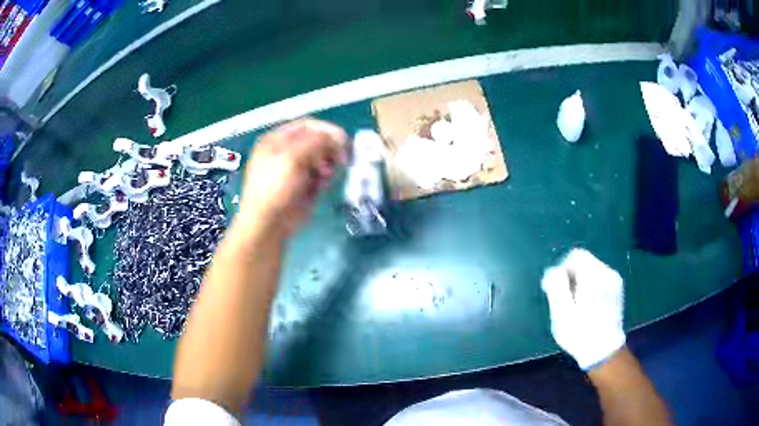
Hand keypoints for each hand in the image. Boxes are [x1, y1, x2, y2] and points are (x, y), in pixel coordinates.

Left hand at [237, 119, 346, 236]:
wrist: (268, 224)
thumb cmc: (274, 187)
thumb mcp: (292, 157)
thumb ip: (316, 141)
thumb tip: (338, 137)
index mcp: (277, 139)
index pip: (308, 125)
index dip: (326, 130)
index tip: (343, 140)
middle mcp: (287, 151)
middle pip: (317, 140)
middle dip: (330, 147)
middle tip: (341, 158)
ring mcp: (296, 169)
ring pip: (322, 158)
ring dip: (329, 163)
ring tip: (326, 175)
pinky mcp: (305, 185)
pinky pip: (321, 175)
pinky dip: (326, 177)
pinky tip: (322, 185)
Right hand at [541, 248, 625, 369]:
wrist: (604, 352)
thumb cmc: (580, 333)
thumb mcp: (562, 313)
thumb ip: (556, 286)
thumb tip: (553, 270)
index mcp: (594, 276)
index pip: (576, 255)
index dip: (562, 269)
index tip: (557, 289)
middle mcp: (608, 273)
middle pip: (584, 262)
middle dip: (571, 277)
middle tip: (564, 301)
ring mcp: (615, 281)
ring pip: (591, 271)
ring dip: (580, 283)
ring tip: (575, 306)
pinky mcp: (617, 290)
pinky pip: (599, 279)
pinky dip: (590, 288)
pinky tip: (587, 307)